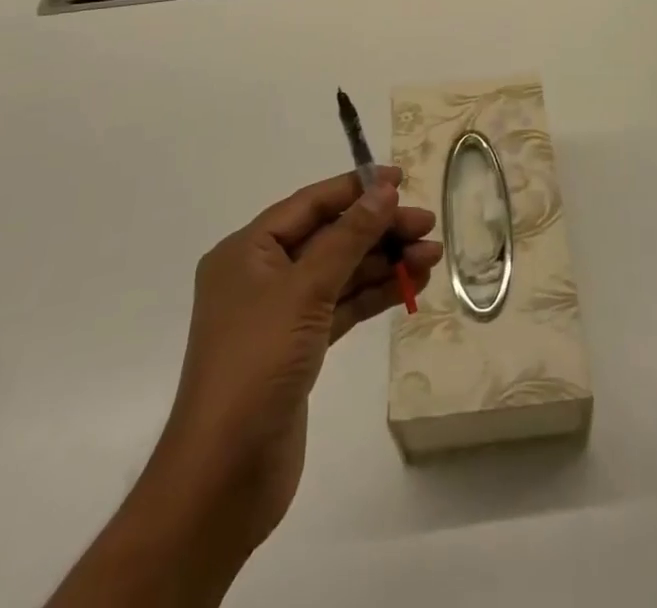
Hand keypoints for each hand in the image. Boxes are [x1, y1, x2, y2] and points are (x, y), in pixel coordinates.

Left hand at [143, 170, 441, 578]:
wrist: (225, 476)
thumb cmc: (257, 364)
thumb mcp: (305, 290)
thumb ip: (348, 237)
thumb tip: (383, 190)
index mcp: (248, 250)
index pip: (310, 204)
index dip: (356, 188)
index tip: (401, 180)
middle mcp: (262, 274)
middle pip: (330, 237)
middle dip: (378, 229)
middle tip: (427, 226)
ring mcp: (281, 313)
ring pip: (341, 272)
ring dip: (384, 262)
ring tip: (432, 256)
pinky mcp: (300, 347)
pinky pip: (343, 305)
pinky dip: (375, 294)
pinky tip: (411, 285)